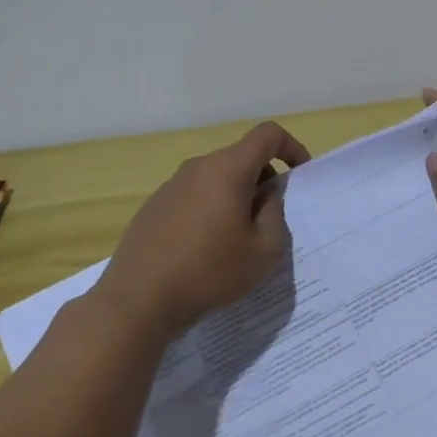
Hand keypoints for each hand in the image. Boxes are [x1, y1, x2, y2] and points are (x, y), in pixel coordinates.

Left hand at [103, 120, 310, 337]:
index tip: (299, 175)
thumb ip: (275, 215)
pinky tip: (204, 248)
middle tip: (269, 218)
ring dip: (236, 195)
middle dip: (263, 178)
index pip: (267, 135)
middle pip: (241, 157)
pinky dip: (210, 208)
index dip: (291, 146)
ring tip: (237, 237)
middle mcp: (198, 167)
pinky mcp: (153, 205)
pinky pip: (194, 194)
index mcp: (228, 170)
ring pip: (216, 177)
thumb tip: (266, 197)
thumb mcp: (263, 251)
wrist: (137, 301)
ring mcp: (171, 185)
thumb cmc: (209, 272)